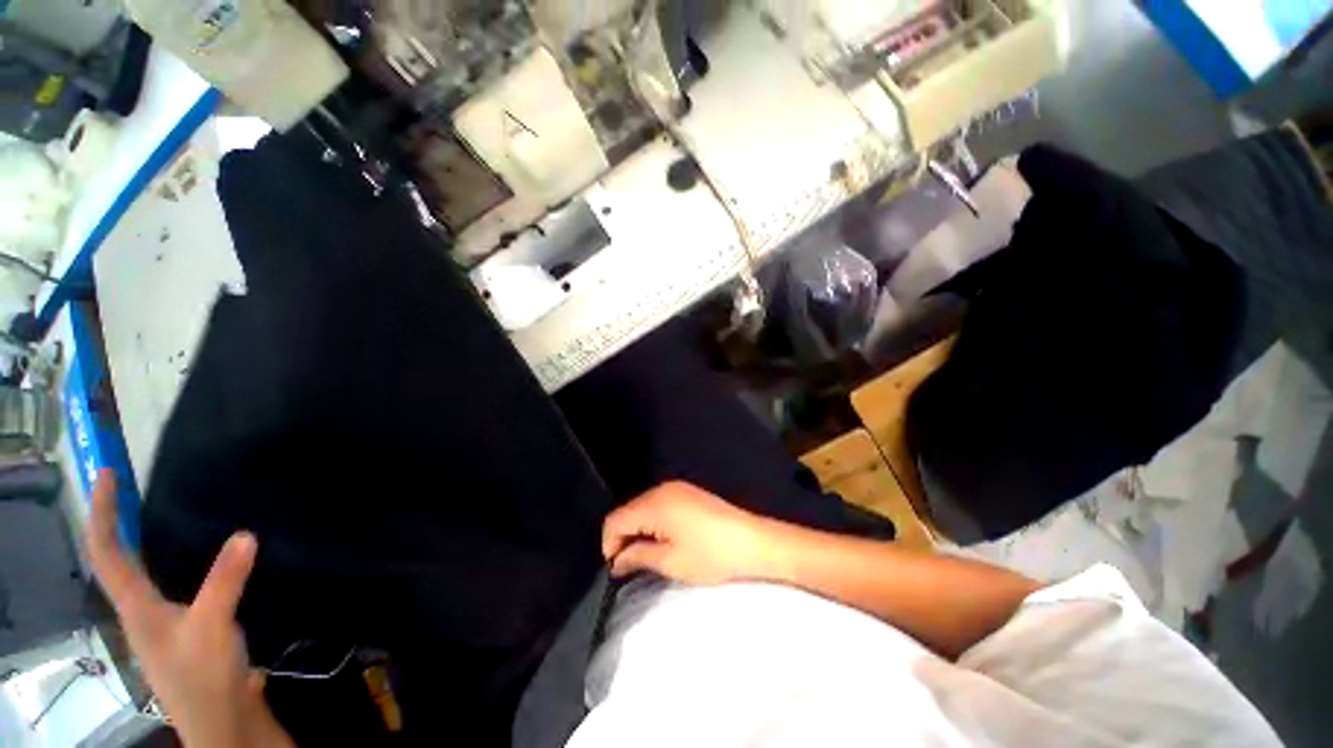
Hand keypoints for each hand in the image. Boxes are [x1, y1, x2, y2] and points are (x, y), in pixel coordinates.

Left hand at [87, 470, 292, 747]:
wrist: (221, 719)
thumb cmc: (203, 673)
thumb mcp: (213, 626)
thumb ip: (225, 581)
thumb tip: (245, 533)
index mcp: (136, 605)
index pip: (107, 551)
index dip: (102, 512)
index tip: (107, 473)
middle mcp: (141, 609)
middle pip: (116, 560)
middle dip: (116, 523)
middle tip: (130, 490)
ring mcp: (162, 621)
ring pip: (142, 574)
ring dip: (143, 543)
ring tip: (161, 517)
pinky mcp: (186, 628)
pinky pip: (171, 585)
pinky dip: (172, 564)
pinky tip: (199, 560)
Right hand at [602, 481, 776, 583]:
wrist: (752, 541)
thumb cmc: (711, 555)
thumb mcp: (671, 561)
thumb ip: (638, 556)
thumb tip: (617, 560)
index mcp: (655, 503)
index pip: (615, 519)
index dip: (609, 544)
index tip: (617, 568)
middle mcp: (662, 489)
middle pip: (628, 510)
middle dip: (624, 536)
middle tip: (631, 565)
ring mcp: (676, 488)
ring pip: (642, 507)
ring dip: (638, 529)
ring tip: (648, 554)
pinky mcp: (687, 492)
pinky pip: (658, 504)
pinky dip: (653, 521)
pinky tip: (664, 539)